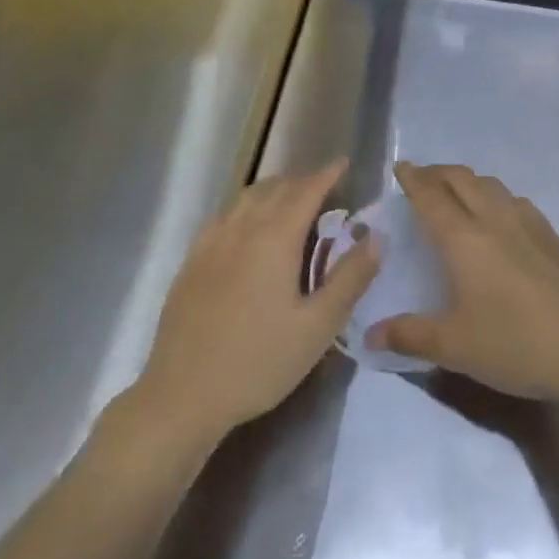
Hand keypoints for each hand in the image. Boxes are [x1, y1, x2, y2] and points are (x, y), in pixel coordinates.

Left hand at [136, 159, 378, 446]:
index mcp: (275, 239)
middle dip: (302, 180)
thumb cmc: (258, 363)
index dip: (327, 175)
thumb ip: (349, 279)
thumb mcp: (317, 328)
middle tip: (324, 187)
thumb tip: (376, 237)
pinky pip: (224, 215)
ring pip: (247, 198)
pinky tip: (247, 226)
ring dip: (273, 189)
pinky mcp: (192, 261)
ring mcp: (212, 243)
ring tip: (290, 199)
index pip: (306, 191)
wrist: (182, 395)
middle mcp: (242, 228)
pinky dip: (245, 206)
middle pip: (276, 188)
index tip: (343, 163)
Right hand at [365, 163, 558, 400]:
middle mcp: (494, 219)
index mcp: (464, 238)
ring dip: (468, 181)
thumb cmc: (516, 344)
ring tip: (457, 194)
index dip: (412, 178)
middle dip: (437, 172)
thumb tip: (372, 334)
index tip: (399, 166)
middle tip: (421, 178)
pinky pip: (515, 200)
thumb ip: (410, 335)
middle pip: (462, 179)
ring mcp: (529, 223)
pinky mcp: (553, 236)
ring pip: (491, 185)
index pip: (431, 196)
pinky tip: (500, 219)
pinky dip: (495, 196)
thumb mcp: (456, 347)